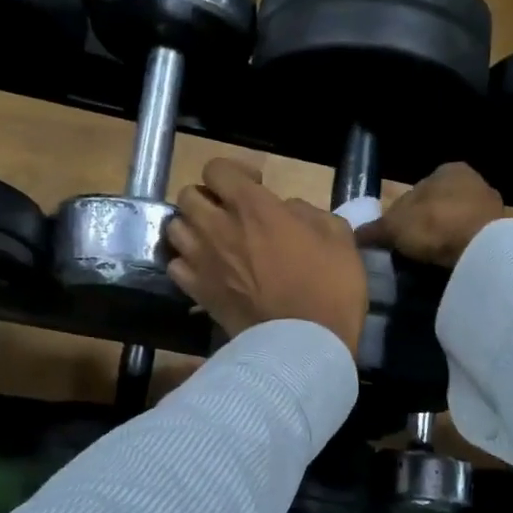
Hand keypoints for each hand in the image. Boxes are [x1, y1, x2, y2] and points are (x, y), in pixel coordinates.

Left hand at [165, 159, 368, 354]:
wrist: (305, 344)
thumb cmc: (329, 287)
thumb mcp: (337, 236)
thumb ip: (308, 212)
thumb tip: (286, 210)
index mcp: (252, 206)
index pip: (217, 169)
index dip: (234, 172)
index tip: (256, 186)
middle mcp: (218, 226)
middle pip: (188, 195)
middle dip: (209, 198)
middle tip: (231, 214)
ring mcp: (202, 261)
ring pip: (175, 227)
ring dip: (193, 228)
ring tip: (214, 241)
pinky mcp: (196, 292)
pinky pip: (175, 265)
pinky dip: (186, 262)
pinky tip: (206, 269)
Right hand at [355, 162, 505, 268]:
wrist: (481, 249)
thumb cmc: (434, 224)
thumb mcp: (394, 227)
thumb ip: (374, 229)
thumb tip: (354, 235)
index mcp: (447, 170)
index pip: (416, 190)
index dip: (402, 213)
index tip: (395, 236)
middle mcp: (473, 181)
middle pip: (438, 206)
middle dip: (425, 225)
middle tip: (410, 250)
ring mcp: (491, 207)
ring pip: (456, 223)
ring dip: (444, 239)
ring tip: (429, 261)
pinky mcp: (502, 233)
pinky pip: (472, 240)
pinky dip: (460, 250)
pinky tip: (450, 265)